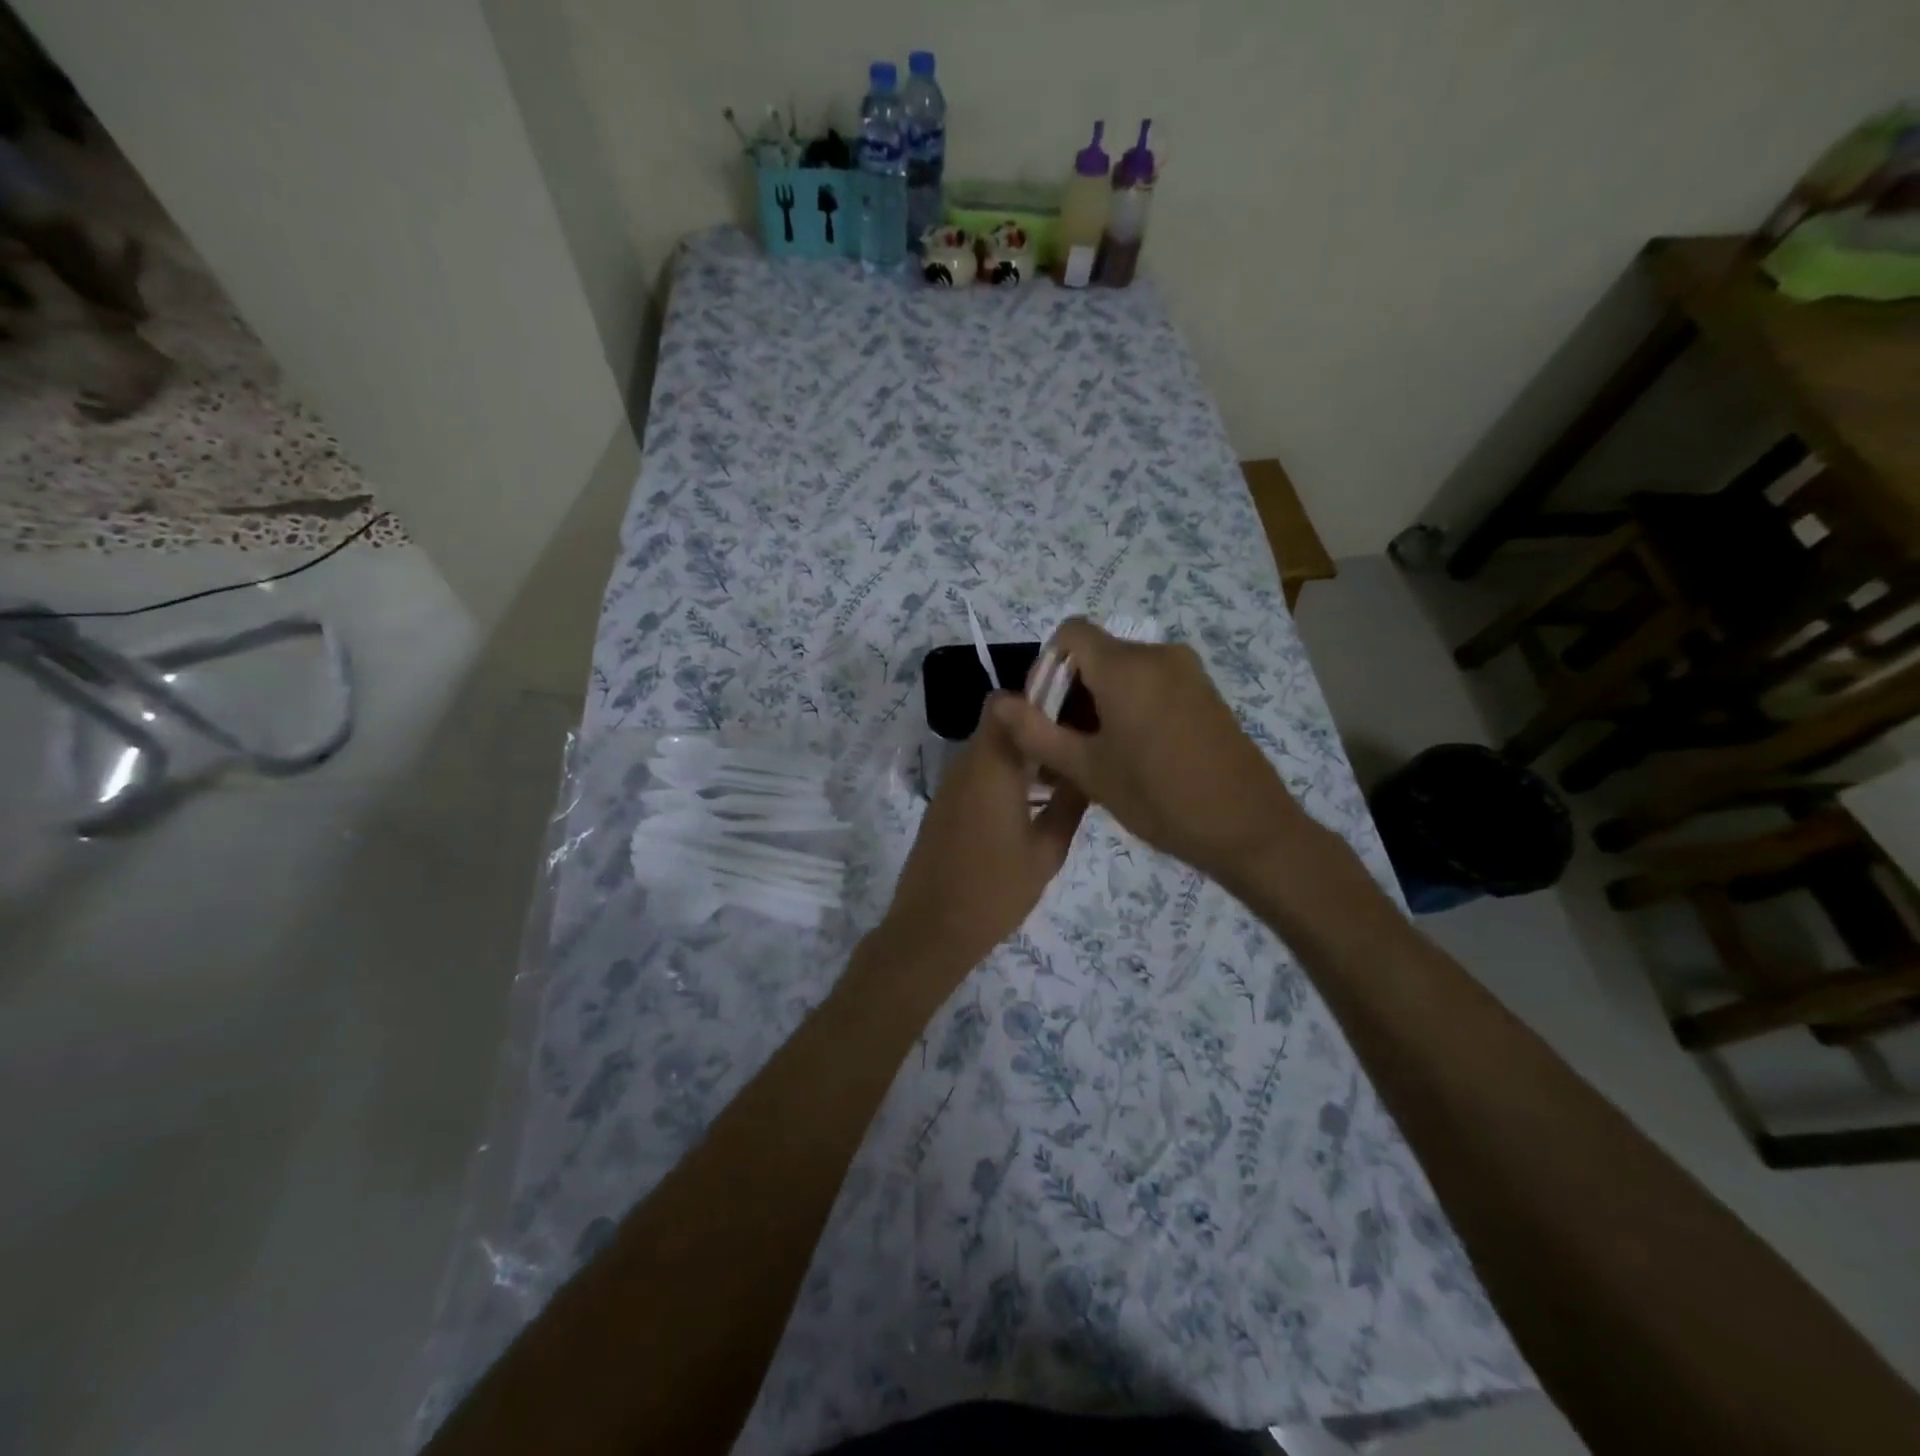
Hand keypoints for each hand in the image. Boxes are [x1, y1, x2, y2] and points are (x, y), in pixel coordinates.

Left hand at [878, 696, 1086, 978]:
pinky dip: (1005, 773)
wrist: (932, 929)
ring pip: (990, 748)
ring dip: (1022, 752)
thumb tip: (1087, 772)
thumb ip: (1069, 805)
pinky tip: (1033, 801)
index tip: (1074, 710)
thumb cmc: (996, 890)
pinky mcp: (945, 804)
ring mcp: (952, 784)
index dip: (1038, 697)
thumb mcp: (1047, 851)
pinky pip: (978, 772)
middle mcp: (968, 764)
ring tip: (1063, 774)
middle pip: (1001, 723)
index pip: (1006, 703)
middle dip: (1037, 726)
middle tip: (1077, 744)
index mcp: (993, 766)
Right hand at [991, 618, 1309, 885]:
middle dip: (1069, 692)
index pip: (1068, 634)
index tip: (1042, 716)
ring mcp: (1187, 672)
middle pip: (1095, 653)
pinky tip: (1131, 753)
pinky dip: (1128, 706)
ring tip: (1094, 756)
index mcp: (1126, 665)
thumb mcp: (1088, 770)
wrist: (1248, 828)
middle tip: (1062, 747)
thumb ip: (1036, 732)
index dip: (1044, 668)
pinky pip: (1151, 684)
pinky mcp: (1204, 692)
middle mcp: (1158, 655)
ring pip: (1122, 671)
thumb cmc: (1159, 798)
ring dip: (1097, 703)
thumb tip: (996, 701)